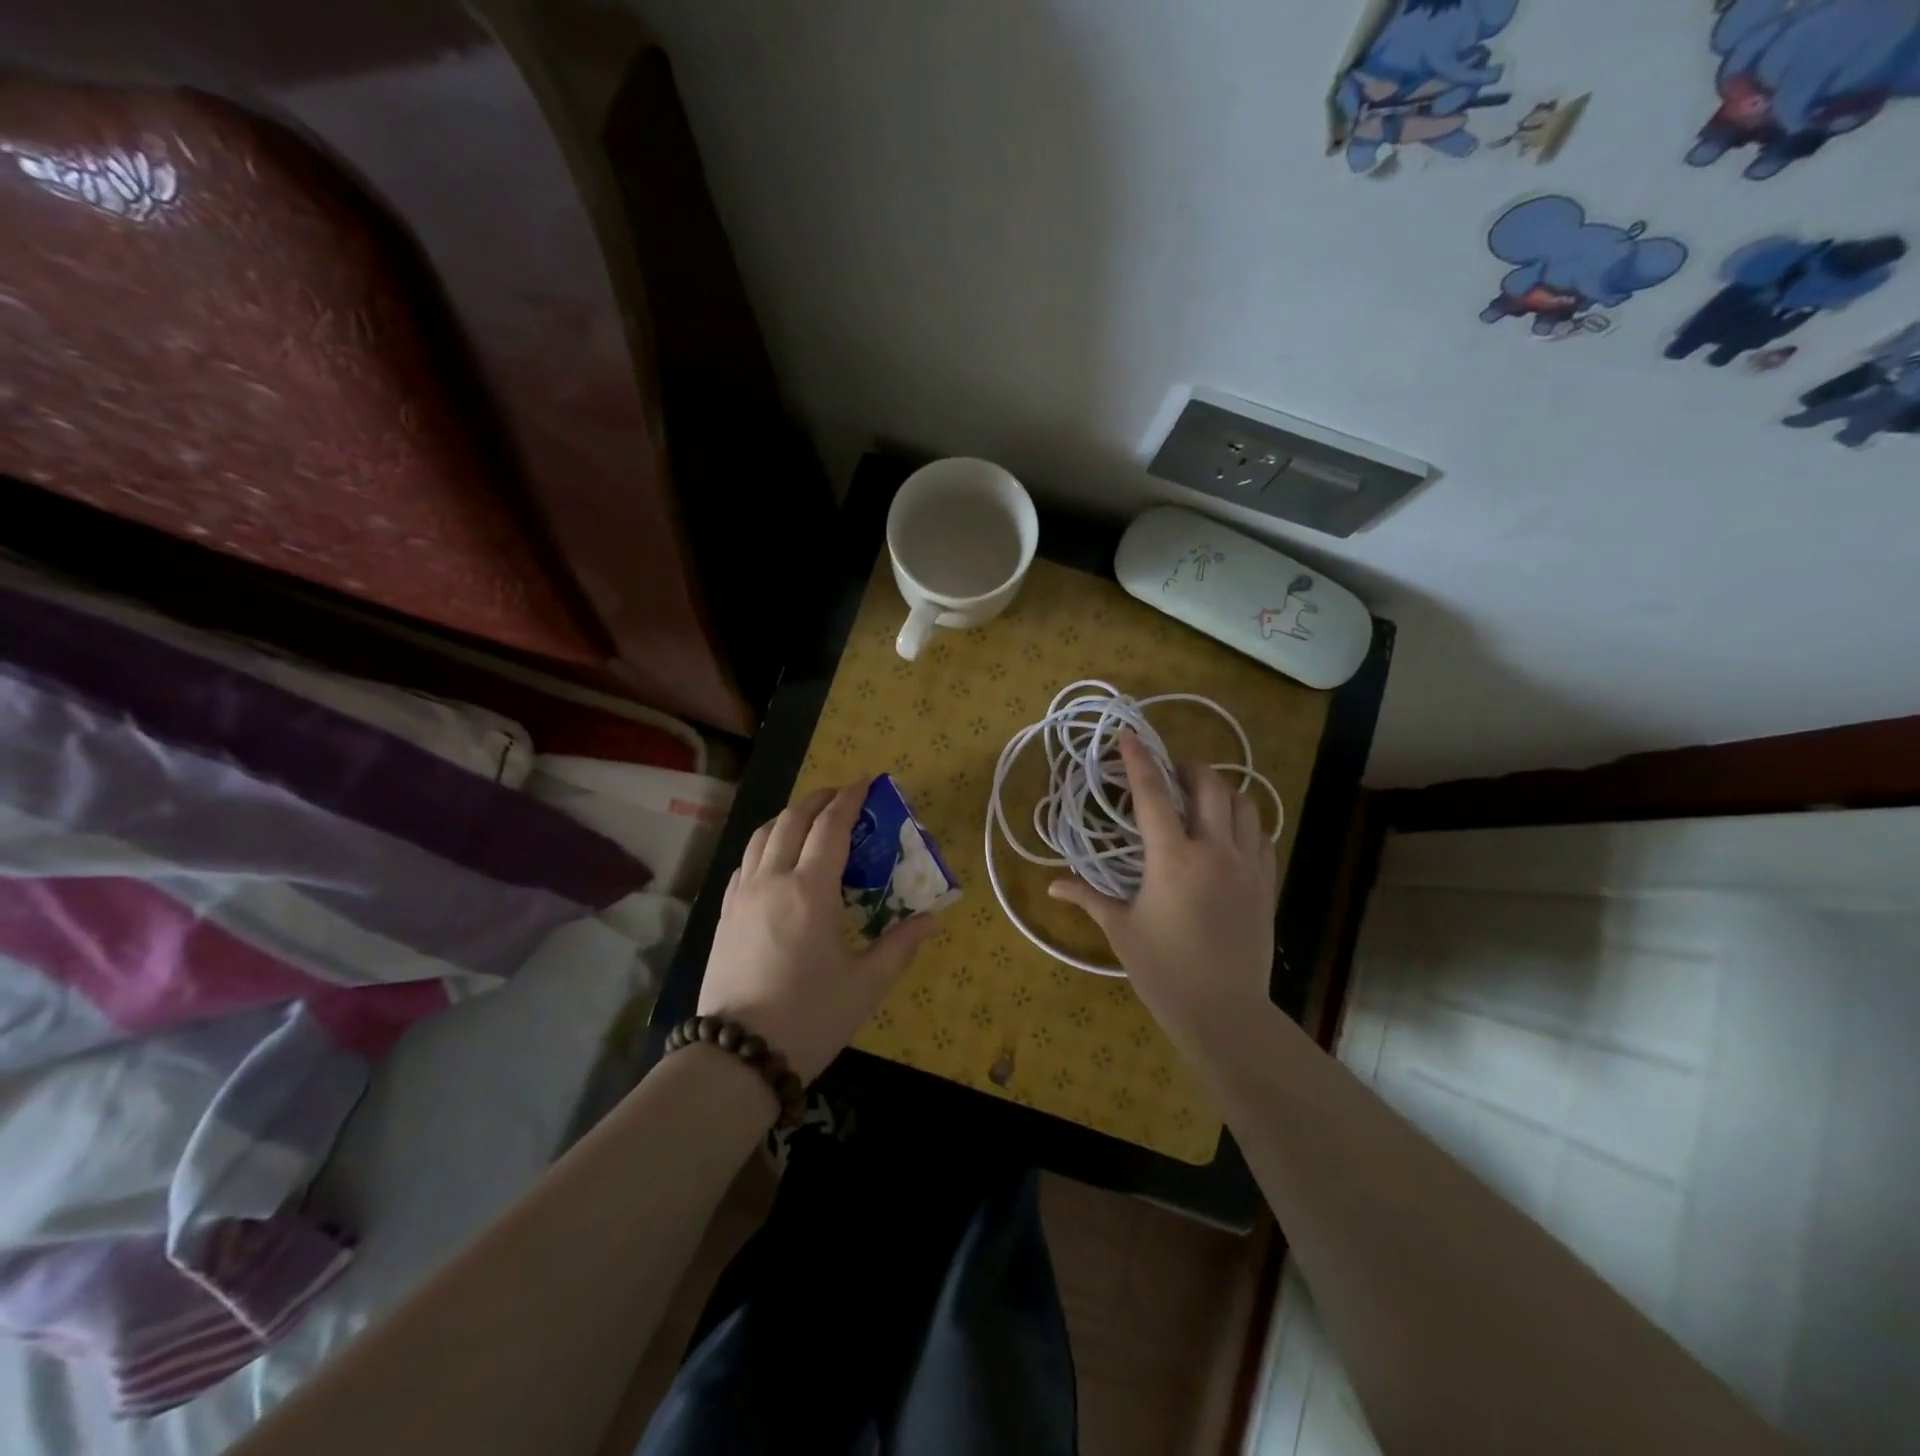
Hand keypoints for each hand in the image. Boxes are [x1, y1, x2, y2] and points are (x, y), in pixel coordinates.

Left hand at [699, 781, 937, 1083]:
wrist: (737, 1057)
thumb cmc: (810, 1018)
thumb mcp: (866, 985)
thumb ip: (901, 946)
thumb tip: (932, 919)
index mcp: (810, 890)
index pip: (831, 826)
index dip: (851, 798)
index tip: (868, 781)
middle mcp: (772, 880)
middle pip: (793, 819)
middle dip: (820, 799)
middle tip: (844, 797)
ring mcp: (742, 895)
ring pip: (763, 835)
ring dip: (790, 816)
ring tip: (811, 820)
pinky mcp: (725, 914)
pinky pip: (746, 861)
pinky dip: (767, 844)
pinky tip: (778, 859)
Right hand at [1048, 734, 1277, 1038]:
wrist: (1224, 1012)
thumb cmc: (1164, 970)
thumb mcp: (1121, 930)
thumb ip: (1088, 898)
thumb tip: (1051, 886)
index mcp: (1172, 858)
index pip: (1152, 795)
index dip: (1138, 760)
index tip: (1128, 736)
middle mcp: (1214, 850)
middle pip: (1209, 786)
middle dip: (1189, 768)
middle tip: (1170, 772)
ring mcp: (1246, 865)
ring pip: (1244, 804)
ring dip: (1222, 790)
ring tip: (1202, 796)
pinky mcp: (1266, 884)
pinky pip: (1262, 835)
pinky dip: (1246, 820)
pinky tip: (1230, 830)